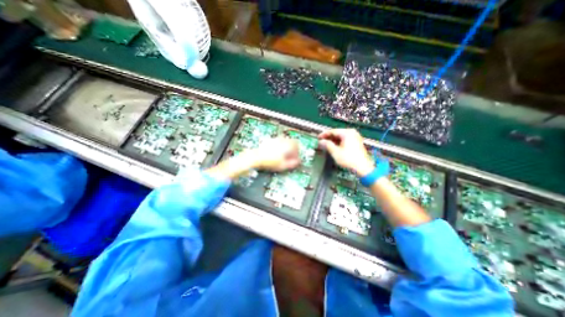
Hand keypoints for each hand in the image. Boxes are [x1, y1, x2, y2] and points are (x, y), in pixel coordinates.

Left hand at [247, 137, 298, 171]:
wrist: (256, 158)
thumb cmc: (269, 162)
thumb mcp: (283, 166)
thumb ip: (292, 164)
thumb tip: (297, 162)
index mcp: (287, 145)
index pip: (296, 145)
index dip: (297, 152)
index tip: (294, 158)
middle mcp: (281, 140)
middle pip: (290, 142)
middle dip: (291, 149)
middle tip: (289, 156)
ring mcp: (274, 139)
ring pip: (284, 141)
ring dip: (285, 147)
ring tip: (281, 156)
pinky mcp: (268, 141)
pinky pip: (277, 142)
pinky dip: (278, 147)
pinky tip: (274, 154)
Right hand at [317, 130, 373, 176]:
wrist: (363, 167)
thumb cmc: (348, 159)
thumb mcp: (335, 152)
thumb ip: (327, 145)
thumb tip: (321, 141)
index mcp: (347, 133)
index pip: (332, 131)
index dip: (324, 134)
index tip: (318, 138)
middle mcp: (352, 132)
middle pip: (337, 133)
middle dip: (329, 137)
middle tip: (321, 142)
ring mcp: (355, 137)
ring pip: (341, 136)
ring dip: (333, 140)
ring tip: (326, 145)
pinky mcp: (357, 142)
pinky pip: (345, 139)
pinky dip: (339, 142)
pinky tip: (334, 146)